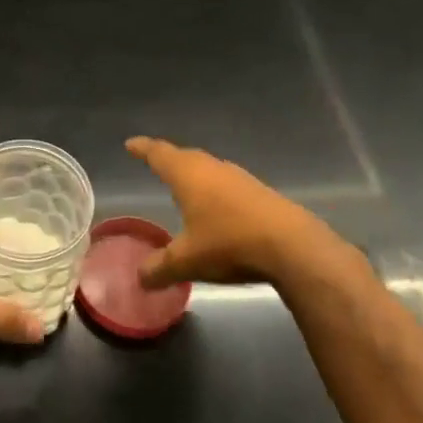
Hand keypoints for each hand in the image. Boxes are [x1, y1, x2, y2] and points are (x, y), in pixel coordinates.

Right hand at [125, 136, 323, 290]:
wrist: (291, 245)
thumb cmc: (229, 243)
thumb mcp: (187, 261)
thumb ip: (160, 267)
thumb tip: (139, 277)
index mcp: (188, 175)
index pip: (159, 154)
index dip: (143, 149)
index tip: (131, 144)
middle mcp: (212, 168)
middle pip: (185, 157)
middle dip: (169, 160)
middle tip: (156, 163)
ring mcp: (239, 178)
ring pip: (209, 169)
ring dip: (195, 174)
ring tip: (186, 185)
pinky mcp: (260, 193)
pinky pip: (228, 184)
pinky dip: (216, 190)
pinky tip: (218, 208)